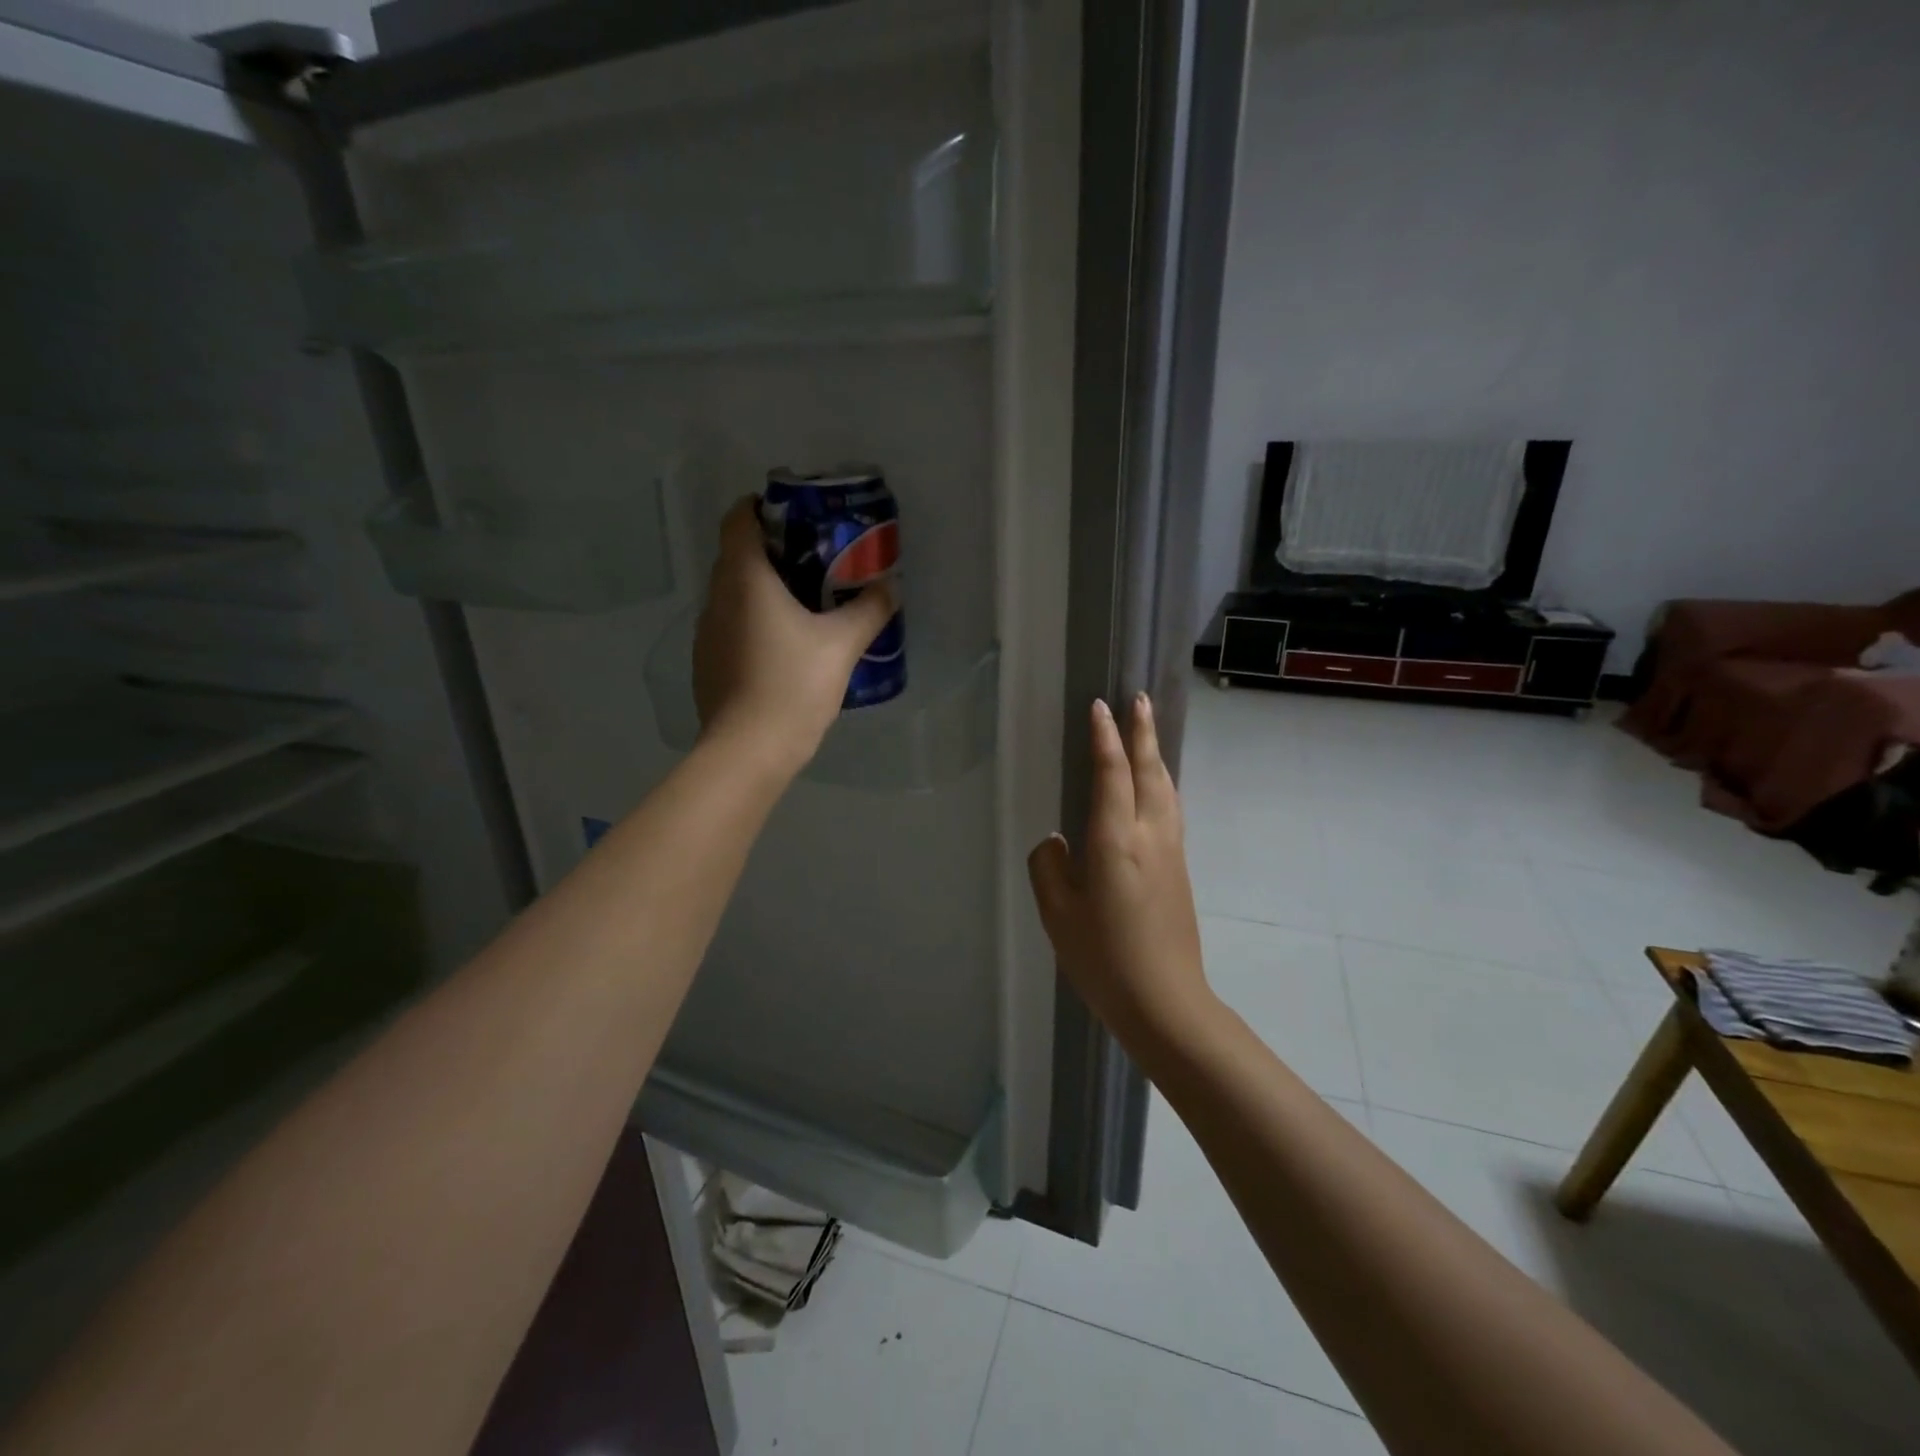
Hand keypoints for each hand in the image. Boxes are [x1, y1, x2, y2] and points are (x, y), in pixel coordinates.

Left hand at [692, 497, 896, 778]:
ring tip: (803, 605)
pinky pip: (730, 625)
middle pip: (737, 555)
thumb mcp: (842, 645)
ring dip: (762, 589)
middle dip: (772, 550)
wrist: (749, 750)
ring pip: (732, 593)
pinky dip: (753, 621)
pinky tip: (782, 647)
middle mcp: (716, 597)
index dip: (761, 507)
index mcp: (744, 579)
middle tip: (814, 560)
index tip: (794, 516)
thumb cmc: (793, 686)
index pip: (738, 519)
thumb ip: (869, 610)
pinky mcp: (707, 662)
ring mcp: (706, 632)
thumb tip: (890, 587)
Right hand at [1028, 695, 1211, 1045]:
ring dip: (1156, 755)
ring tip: (1148, 734)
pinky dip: (1162, 784)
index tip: (1101, 707)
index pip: (1112, 774)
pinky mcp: (1180, 870)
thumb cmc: (1104, 959)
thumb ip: (1049, 868)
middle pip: (1150, 771)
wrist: (1166, 1002)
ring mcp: (1171, 852)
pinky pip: (1171, 810)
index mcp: (1116, 841)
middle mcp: (1150, 836)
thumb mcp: (1058, 915)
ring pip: (1166, 789)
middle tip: (1140, 700)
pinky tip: (1156, 788)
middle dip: (1143, 733)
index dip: (1106, 738)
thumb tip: (1056, 842)